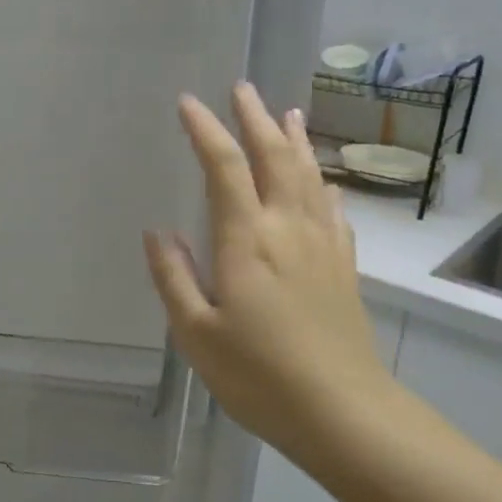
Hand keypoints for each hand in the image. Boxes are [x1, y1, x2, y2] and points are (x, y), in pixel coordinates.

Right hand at [144, 84, 394, 458]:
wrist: (344, 412)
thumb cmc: (259, 376)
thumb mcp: (196, 333)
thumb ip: (174, 277)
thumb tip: (158, 232)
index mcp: (247, 240)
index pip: (226, 168)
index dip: (206, 130)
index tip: (189, 103)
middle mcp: (288, 228)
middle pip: (275, 157)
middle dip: (254, 119)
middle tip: (241, 88)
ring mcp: (323, 245)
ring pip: (309, 175)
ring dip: (294, 140)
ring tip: (286, 112)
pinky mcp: (344, 266)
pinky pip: (333, 209)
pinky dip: (323, 183)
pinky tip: (323, 181)